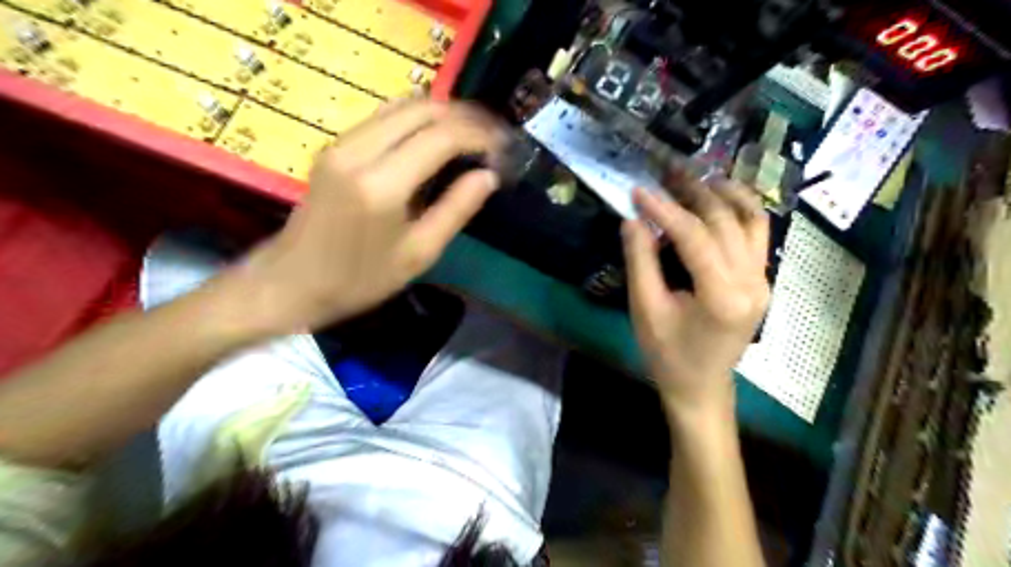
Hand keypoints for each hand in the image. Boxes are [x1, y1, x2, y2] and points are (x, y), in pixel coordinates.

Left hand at [236, 100, 504, 334]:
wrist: (292, 281)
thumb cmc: (360, 280)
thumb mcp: (418, 254)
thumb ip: (456, 209)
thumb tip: (488, 175)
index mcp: (381, 185)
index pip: (441, 136)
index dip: (479, 136)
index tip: (503, 148)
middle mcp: (358, 150)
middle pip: (423, 108)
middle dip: (465, 117)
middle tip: (493, 138)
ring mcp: (341, 143)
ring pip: (403, 104)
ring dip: (442, 114)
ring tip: (471, 137)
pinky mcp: (335, 145)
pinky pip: (384, 116)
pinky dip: (418, 120)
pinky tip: (435, 140)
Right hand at [620, 173, 771, 416]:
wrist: (700, 385)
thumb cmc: (668, 354)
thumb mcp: (645, 309)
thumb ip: (640, 261)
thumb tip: (633, 219)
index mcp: (723, 296)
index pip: (694, 237)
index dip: (665, 209)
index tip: (639, 190)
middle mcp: (753, 283)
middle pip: (724, 222)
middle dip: (692, 193)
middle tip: (665, 172)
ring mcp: (763, 280)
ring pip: (751, 220)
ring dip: (724, 194)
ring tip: (696, 177)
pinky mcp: (762, 280)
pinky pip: (756, 234)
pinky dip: (739, 210)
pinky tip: (719, 199)